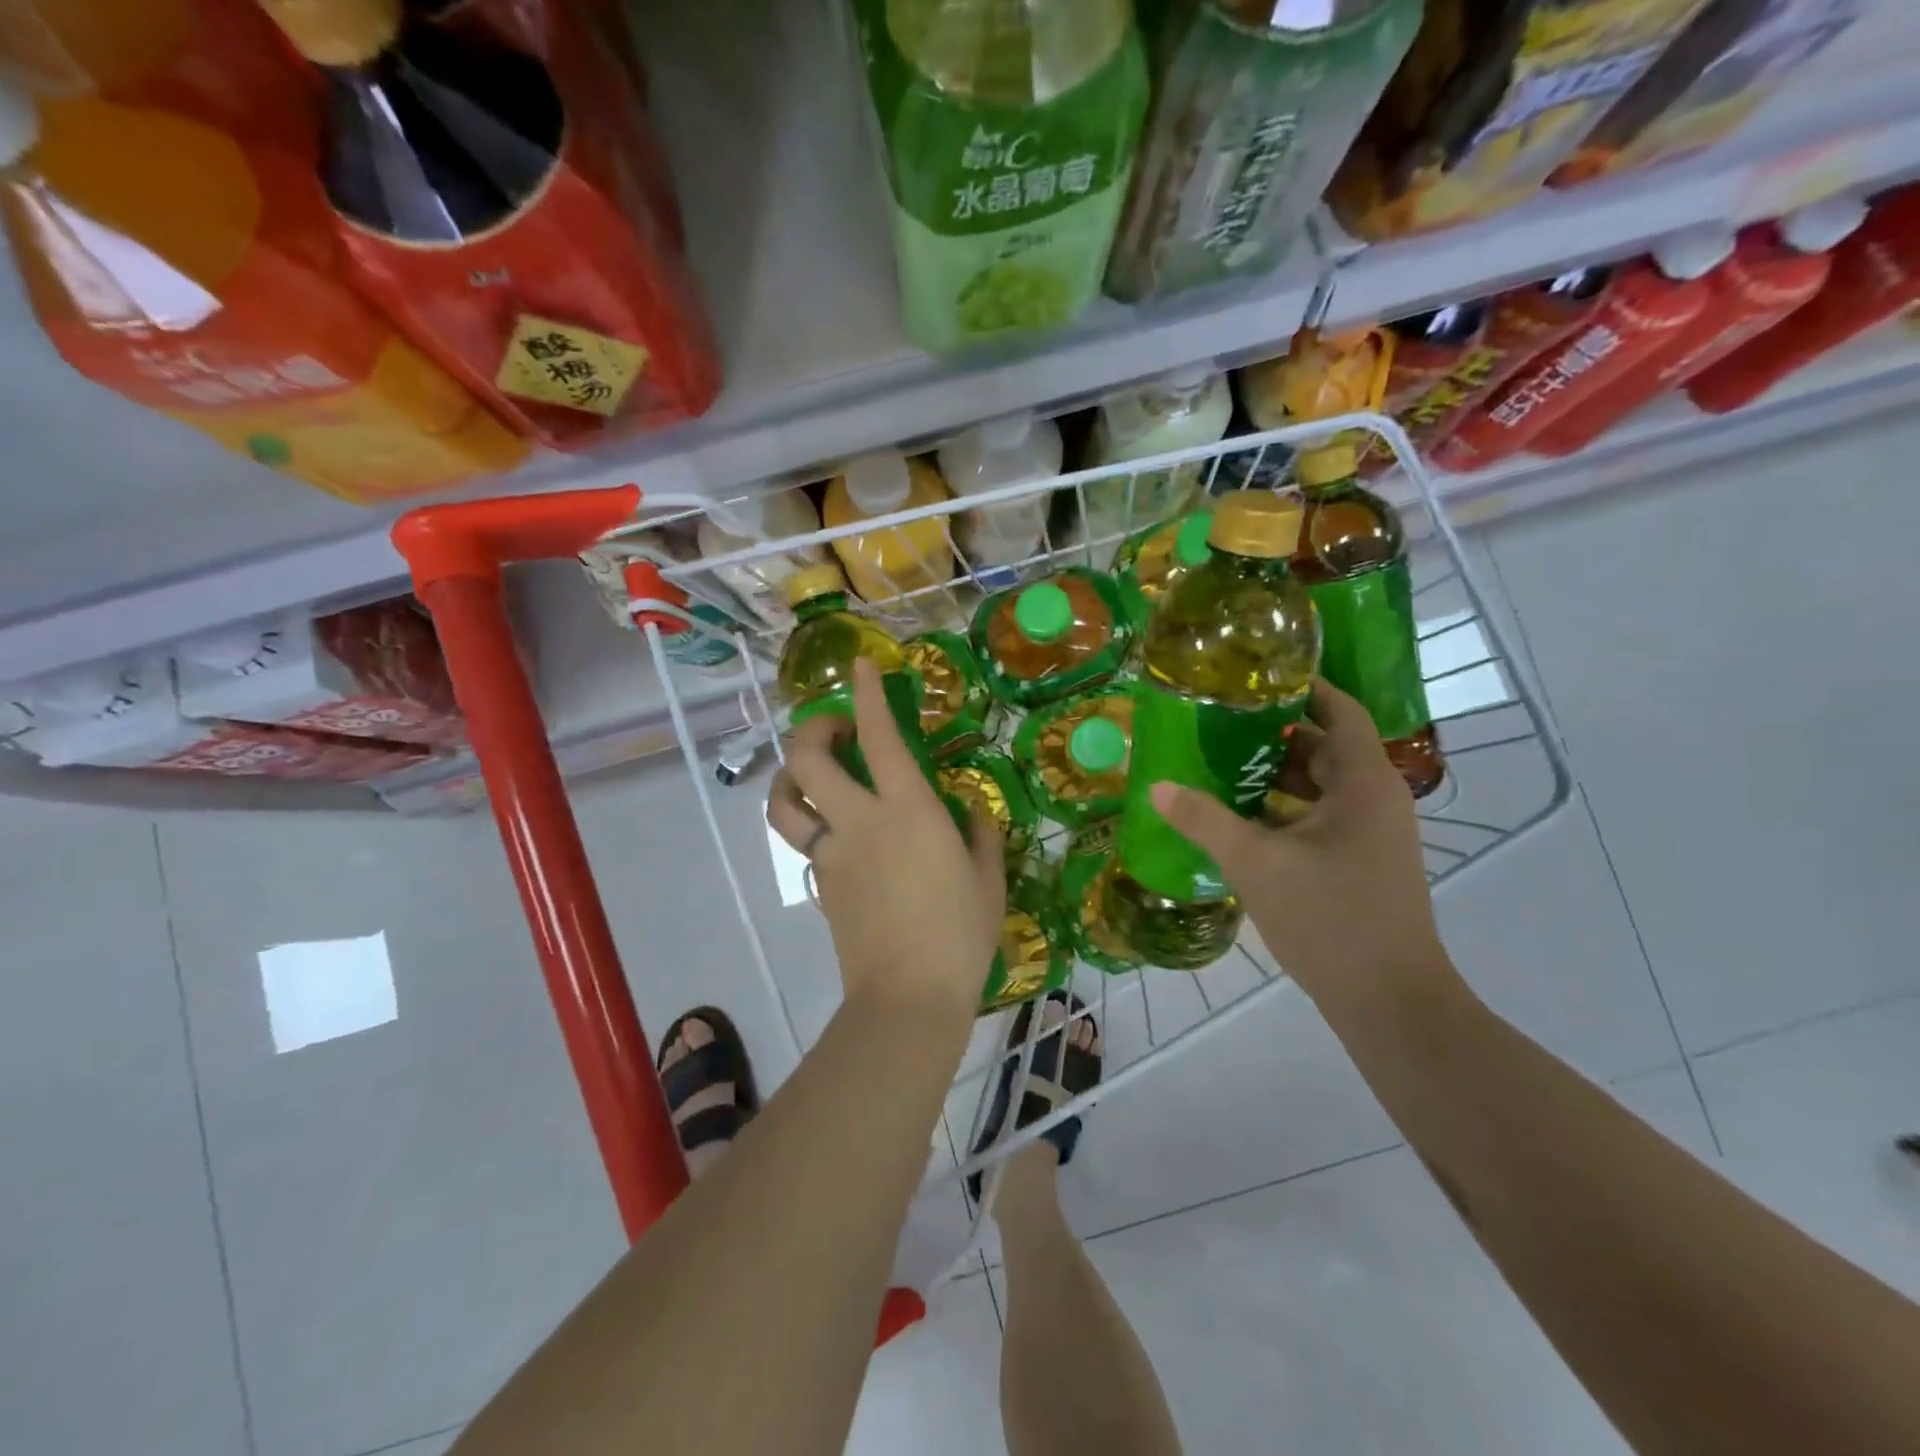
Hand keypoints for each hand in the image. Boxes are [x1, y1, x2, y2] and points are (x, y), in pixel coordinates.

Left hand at [767, 657, 1004, 1027]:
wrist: (907, 997)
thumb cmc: (960, 934)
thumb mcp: (987, 878)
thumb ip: (979, 834)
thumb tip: (967, 810)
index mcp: (907, 810)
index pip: (879, 736)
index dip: (867, 694)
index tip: (860, 666)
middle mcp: (860, 821)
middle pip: (808, 758)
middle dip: (812, 729)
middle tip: (834, 728)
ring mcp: (832, 853)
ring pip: (785, 801)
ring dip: (788, 775)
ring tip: (810, 772)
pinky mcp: (820, 883)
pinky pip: (804, 841)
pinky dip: (811, 822)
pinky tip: (838, 833)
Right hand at [1149, 679, 1456, 1014]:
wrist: (1389, 1002)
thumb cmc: (1330, 919)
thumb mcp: (1257, 864)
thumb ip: (1205, 821)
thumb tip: (1157, 787)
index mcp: (1363, 783)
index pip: (1339, 710)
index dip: (1302, 687)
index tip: (1253, 676)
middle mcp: (1375, 799)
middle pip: (1324, 746)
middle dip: (1273, 731)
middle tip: (1218, 720)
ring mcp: (1371, 833)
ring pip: (1320, 784)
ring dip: (1275, 773)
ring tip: (1218, 762)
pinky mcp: (1361, 862)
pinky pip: (1320, 815)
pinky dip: (1283, 807)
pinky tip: (1239, 816)